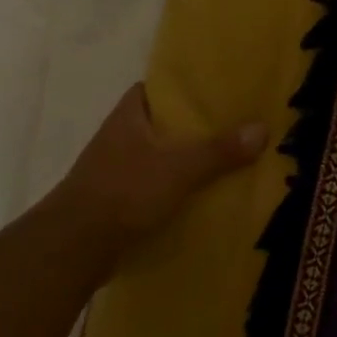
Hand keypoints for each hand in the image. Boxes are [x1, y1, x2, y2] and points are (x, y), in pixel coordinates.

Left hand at [48, 82, 266, 246]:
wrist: (74, 247)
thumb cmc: (124, 192)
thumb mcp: (179, 168)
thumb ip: (219, 150)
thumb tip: (262, 128)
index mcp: (128, 118)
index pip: (152, 90)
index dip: (179, 88)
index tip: (211, 92)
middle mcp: (118, 139)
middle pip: (159, 124)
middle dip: (190, 127)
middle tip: (230, 126)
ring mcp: (114, 172)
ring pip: (156, 157)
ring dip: (182, 160)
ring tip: (223, 161)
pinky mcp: (116, 202)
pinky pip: (152, 186)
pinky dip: (173, 188)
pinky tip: (200, 196)